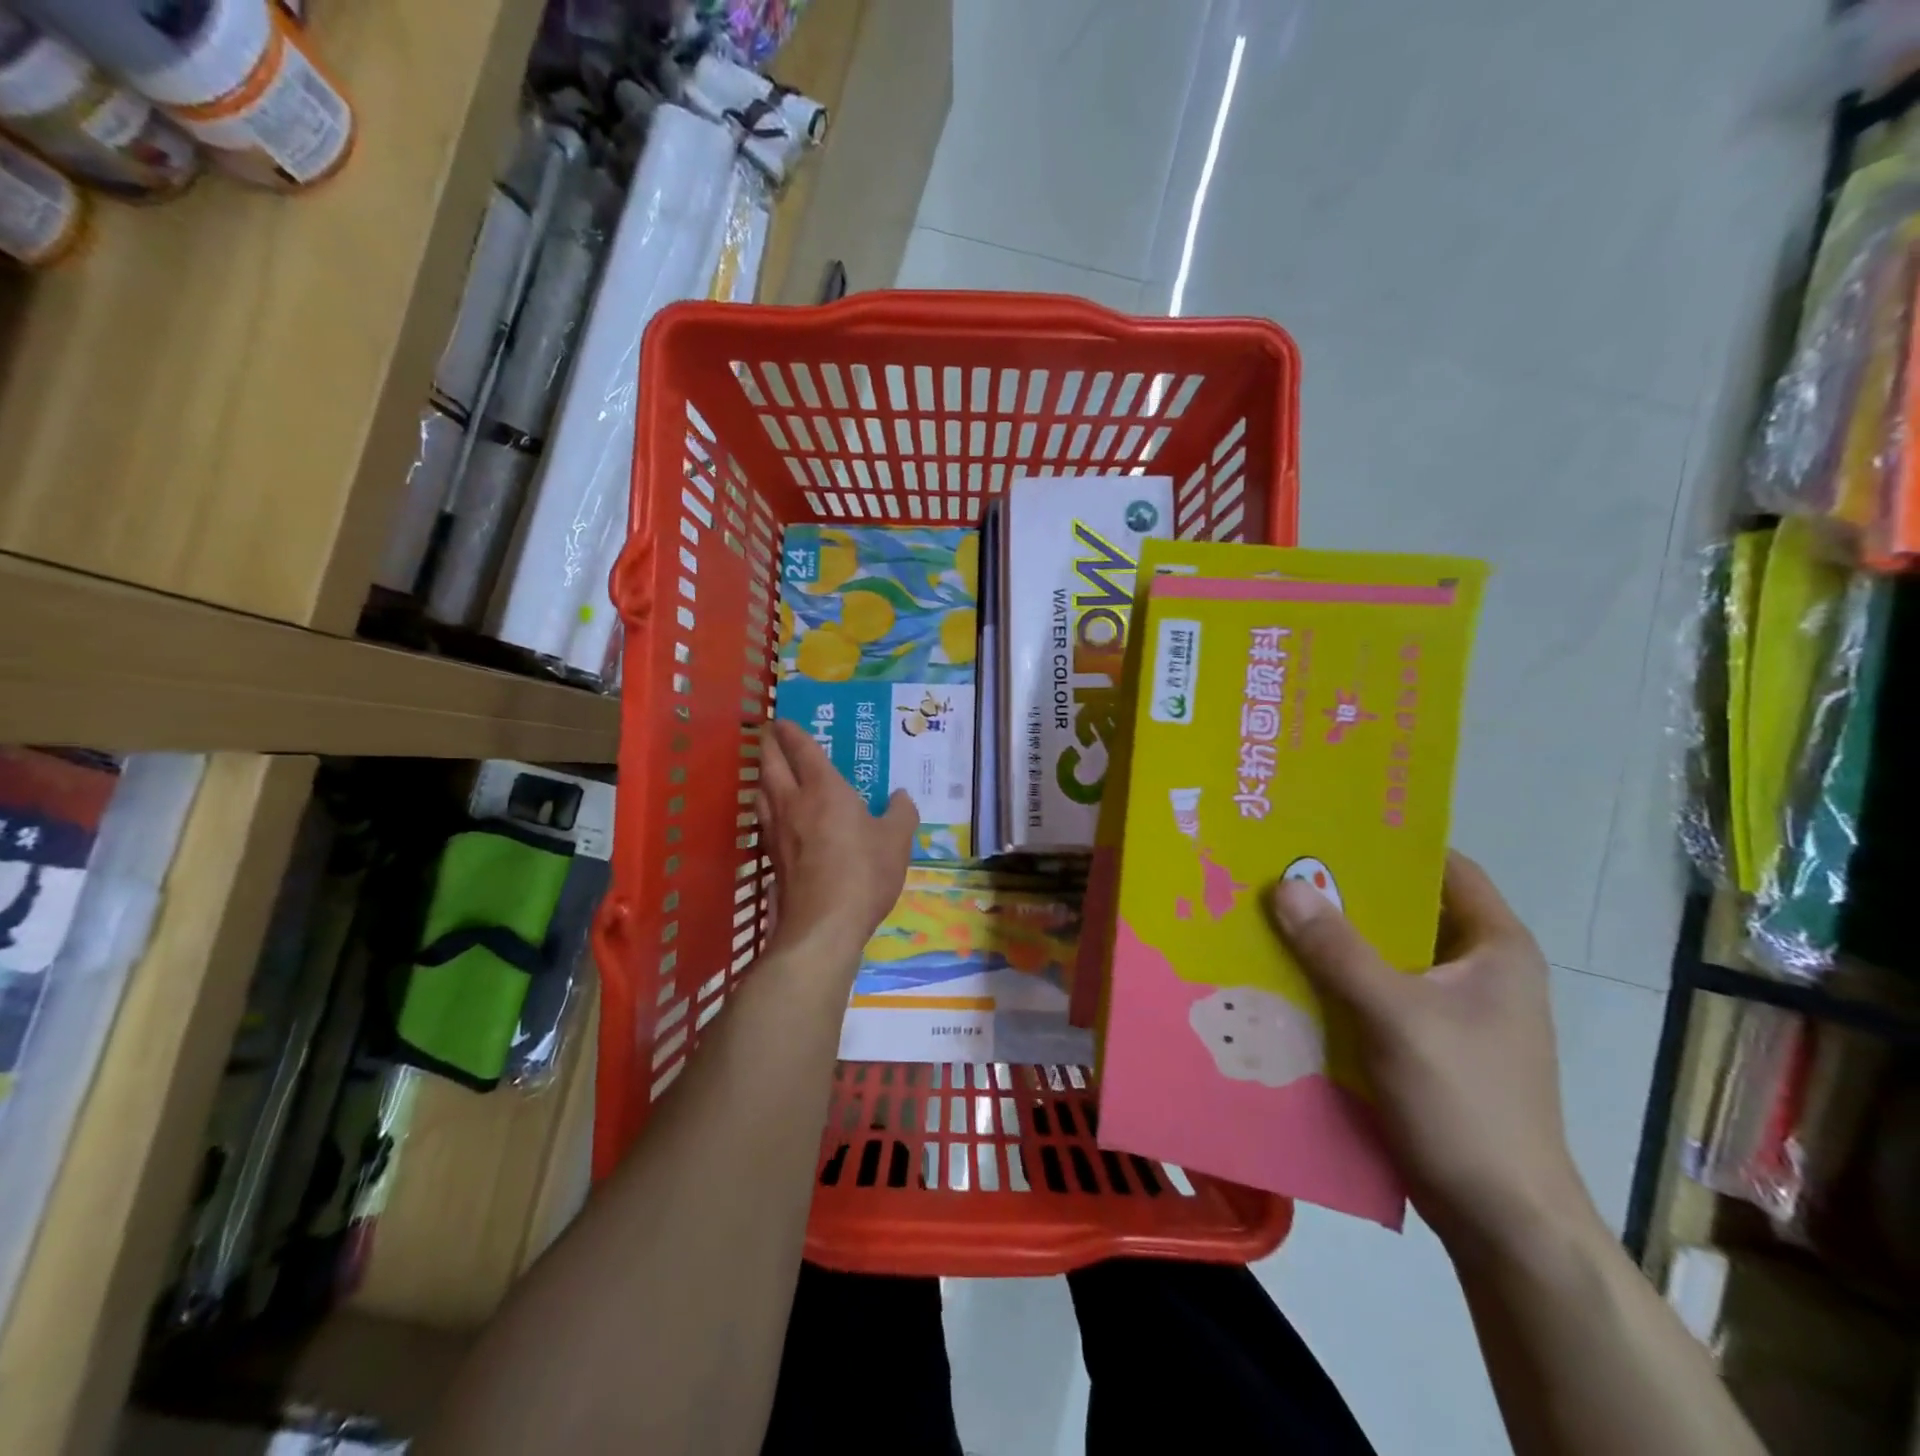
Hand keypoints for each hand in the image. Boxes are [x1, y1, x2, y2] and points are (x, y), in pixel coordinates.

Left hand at [755, 719, 917, 960]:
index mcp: (825, 789)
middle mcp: (794, 803)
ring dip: (762, 774)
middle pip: (771, 765)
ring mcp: (778, 831)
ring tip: (768, 770)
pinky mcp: (772, 857)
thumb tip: (901, 796)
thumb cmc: (865, 872)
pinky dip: (765, 806)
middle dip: (768, 745)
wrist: (824, 924)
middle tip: (768, 733)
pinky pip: (764, 819)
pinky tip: (773, 815)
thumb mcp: (897, 841)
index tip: (783, 720)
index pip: (802, 750)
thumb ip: (901, 813)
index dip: (792, 732)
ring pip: (761, 792)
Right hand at [1269, 852, 1597, 1258]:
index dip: (1389, 842)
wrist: (1501, 1221)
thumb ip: (1338, 950)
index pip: (1444, 867)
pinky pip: (1372, 991)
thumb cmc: (1466, 1104)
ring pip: (1382, 953)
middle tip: (1278, 866)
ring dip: (1332, 937)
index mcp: (1495, 947)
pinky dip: (1334, 979)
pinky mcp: (1424, 1042)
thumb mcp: (1396, 1017)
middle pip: (1404, 909)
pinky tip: (1286, 973)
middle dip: (1343, 890)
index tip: (1324, 824)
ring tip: (1270, 911)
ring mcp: (1449, 1009)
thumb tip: (1283, 884)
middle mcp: (1475, 969)